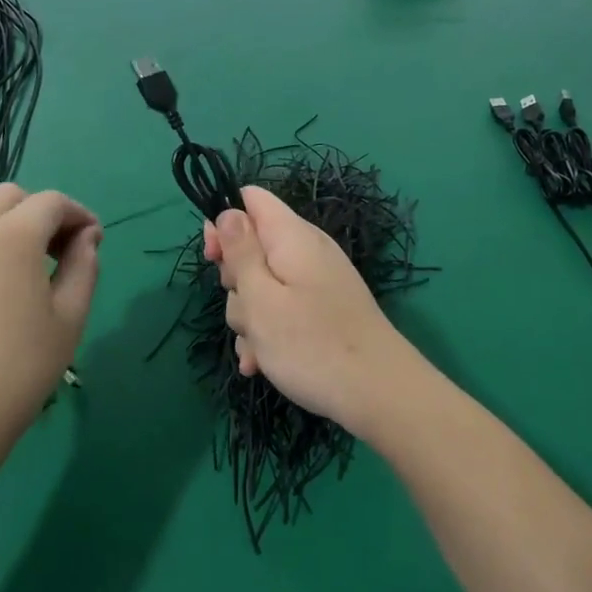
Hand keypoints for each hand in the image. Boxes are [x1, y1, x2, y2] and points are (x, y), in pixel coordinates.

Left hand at [0, 183, 100, 452]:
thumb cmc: (20, 368)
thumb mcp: (70, 317)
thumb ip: (84, 265)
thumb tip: (86, 238)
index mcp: (11, 237)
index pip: (51, 202)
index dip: (79, 215)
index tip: (92, 241)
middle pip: (9, 197)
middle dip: (39, 212)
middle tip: (57, 251)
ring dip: (8, 231)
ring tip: (24, 276)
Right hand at [203, 186, 423, 439]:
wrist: (378, 393)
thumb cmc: (311, 344)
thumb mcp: (260, 298)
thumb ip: (240, 252)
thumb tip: (228, 212)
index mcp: (291, 236)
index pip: (250, 199)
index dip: (224, 221)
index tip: (212, 259)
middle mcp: (306, 250)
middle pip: (252, 248)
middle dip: (236, 282)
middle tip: (248, 312)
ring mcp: (316, 282)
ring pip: (263, 286)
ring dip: (251, 318)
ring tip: (260, 351)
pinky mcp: (322, 310)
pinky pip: (283, 309)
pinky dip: (270, 333)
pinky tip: (264, 364)